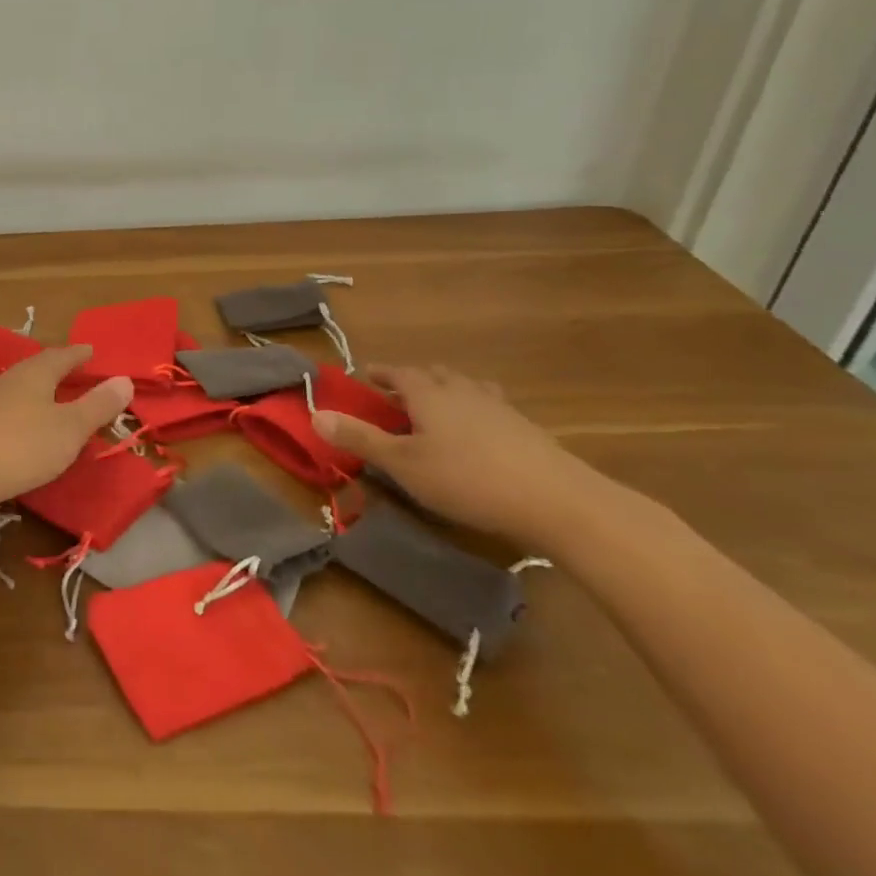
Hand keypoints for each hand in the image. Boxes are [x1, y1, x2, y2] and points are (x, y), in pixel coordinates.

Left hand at [0, 345, 132, 513]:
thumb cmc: (24, 446)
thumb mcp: (70, 428)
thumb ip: (97, 405)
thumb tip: (124, 379)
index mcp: (34, 374)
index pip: (60, 356)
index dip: (78, 354)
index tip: (91, 351)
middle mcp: (10, 380)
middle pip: (37, 367)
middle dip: (58, 367)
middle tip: (76, 369)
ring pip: (21, 385)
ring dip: (40, 386)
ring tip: (54, 393)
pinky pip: (9, 404)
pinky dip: (26, 406)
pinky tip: (27, 420)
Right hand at [313, 364, 611, 546]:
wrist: (559, 502)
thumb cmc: (467, 479)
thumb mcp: (403, 464)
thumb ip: (360, 439)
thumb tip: (315, 414)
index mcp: (428, 394)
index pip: (399, 372)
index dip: (381, 373)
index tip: (366, 376)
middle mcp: (462, 391)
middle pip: (435, 374)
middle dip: (413, 379)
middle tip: (398, 394)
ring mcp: (500, 408)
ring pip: (467, 387)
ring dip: (448, 391)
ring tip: (439, 408)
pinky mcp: (527, 430)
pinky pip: (492, 407)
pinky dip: (476, 411)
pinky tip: (479, 435)